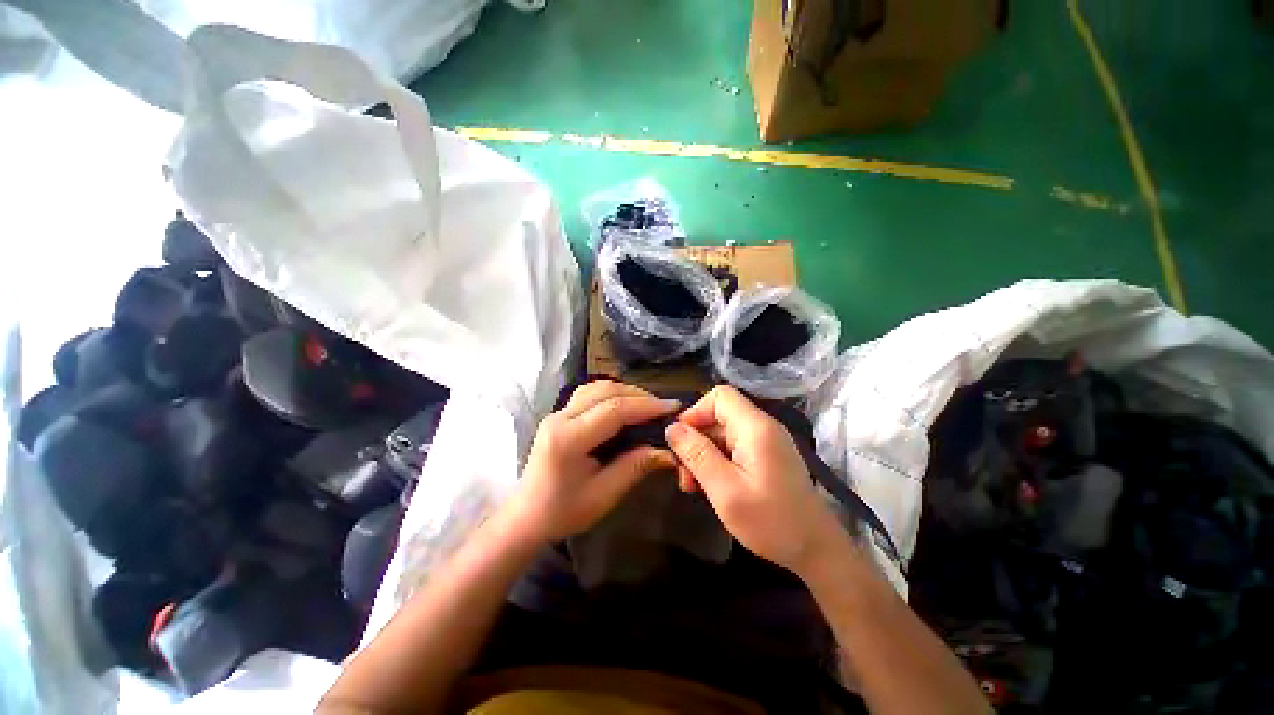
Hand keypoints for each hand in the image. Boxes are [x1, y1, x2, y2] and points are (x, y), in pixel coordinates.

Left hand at [503, 381, 679, 543]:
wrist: (526, 516)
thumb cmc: (563, 511)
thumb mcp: (603, 495)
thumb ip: (635, 467)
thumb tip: (668, 452)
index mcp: (568, 439)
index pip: (614, 410)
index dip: (646, 406)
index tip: (672, 408)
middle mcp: (560, 418)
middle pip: (605, 390)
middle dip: (639, 395)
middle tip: (663, 407)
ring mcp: (557, 413)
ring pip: (596, 387)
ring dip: (626, 391)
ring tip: (648, 405)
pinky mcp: (559, 414)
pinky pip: (589, 393)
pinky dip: (612, 394)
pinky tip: (625, 405)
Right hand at [664, 386, 840, 574]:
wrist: (817, 550)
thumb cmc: (771, 522)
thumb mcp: (725, 490)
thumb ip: (697, 455)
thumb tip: (671, 427)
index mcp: (755, 427)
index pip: (719, 396)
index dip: (695, 412)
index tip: (680, 442)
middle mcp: (762, 427)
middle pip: (718, 416)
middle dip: (696, 441)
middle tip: (683, 476)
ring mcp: (766, 442)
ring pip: (723, 433)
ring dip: (704, 454)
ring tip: (693, 486)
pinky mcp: (767, 456)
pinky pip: (734, 447)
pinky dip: (718, 461)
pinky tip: (710, 486)